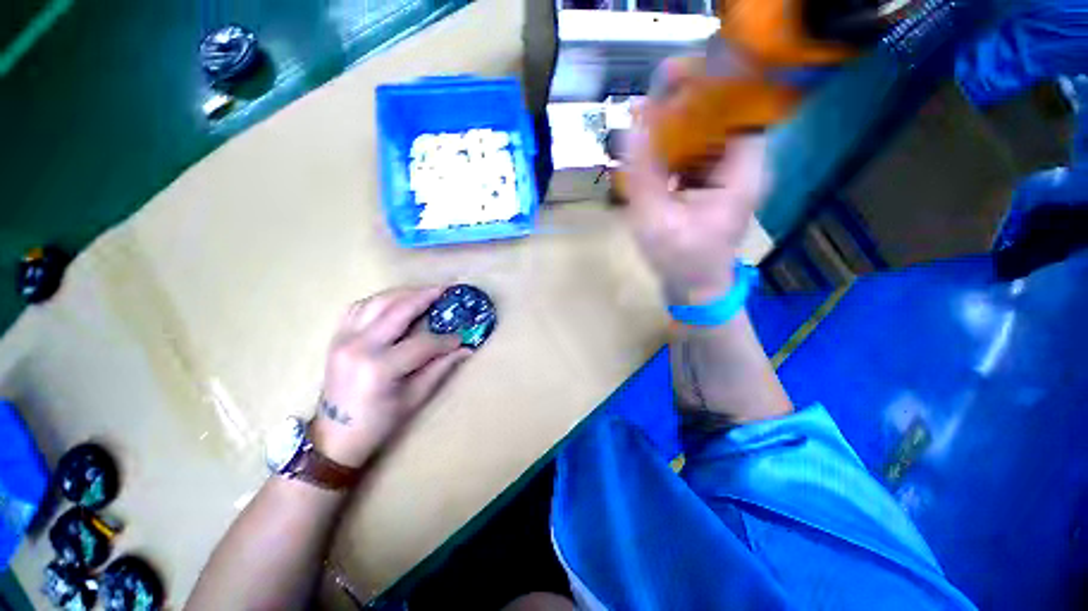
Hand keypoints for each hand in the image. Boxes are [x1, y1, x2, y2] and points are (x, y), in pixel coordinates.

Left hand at [311, 287, 470, 467]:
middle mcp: (359, 346)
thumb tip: (466, 349)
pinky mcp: (336, 337)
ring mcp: (343, 339)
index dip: (446, 339)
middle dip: (426, 297)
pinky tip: (395, 301)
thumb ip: (440, 368)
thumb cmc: (378, 422)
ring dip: (404, 293)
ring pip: (377, 302)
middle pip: (398, 310)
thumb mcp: (414, 398)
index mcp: (379, 368)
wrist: (334, 436)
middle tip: (446, 290)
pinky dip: (380, 300)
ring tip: (425, 292)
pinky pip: (359, 307)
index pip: (422, 343)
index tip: (461, 337)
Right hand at [621, 102, 768, 303]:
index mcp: (743, 172)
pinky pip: (695, 155)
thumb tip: (631, 123)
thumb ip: (643, 173)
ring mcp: (728, 176)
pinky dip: (674, 149)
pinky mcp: (713, 185)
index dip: (707, 88)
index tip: (670, 79)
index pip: (737, 108)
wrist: (694, 289)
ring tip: (644, 124)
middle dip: (684, 106)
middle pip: (720, 119)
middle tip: (647, 103)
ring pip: (706, 136)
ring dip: (676, 128)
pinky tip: (651, 151)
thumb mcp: (656, 219)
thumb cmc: (680, 259)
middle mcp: (744, 167)